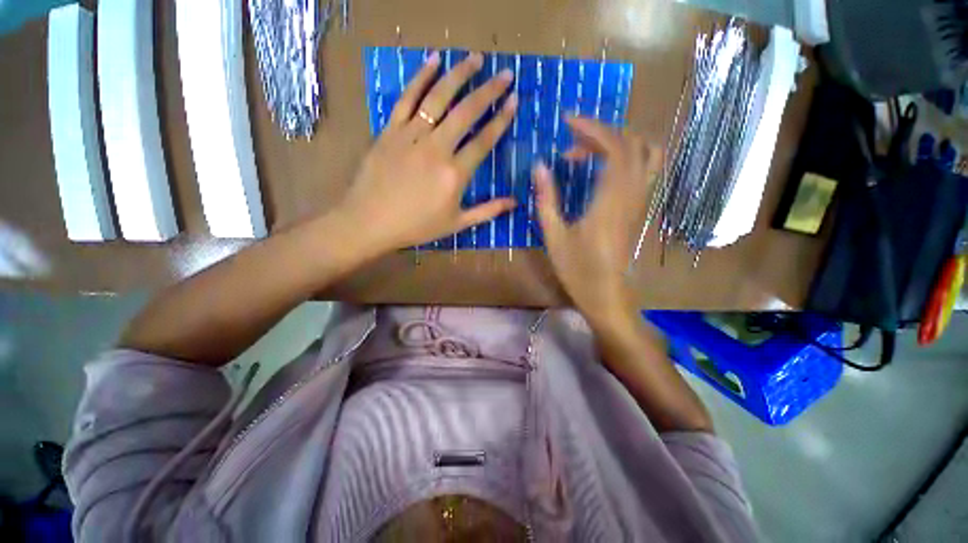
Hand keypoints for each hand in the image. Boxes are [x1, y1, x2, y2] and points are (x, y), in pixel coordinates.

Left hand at [338, 51, 518, 253]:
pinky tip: (433, 61)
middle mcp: (436, 148)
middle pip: (466, 112)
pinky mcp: (391, 130)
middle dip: (489, 91)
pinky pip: (407, 98)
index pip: (483, 141)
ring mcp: (411, 136)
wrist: (370, 222)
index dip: (501, 119)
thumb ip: (487, 211)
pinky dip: (420, 78)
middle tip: (505, 74)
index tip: (514, 101)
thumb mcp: (456, 224)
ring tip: (476, 59)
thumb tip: (515, 203)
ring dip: (459, 75)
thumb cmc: (417, 226)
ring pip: (438, 98)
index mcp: (454, 174)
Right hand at [534, 117, 660, 320]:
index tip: (568, 122)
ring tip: (589, 151)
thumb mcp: (554, 235)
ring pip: (646, 154)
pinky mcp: (640, 209)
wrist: (607, 294)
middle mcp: (633, 194)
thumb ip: (546, 199)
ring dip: (618, 142)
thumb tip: (539, 167)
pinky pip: (644, 170)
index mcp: (611, 200)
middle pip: (632, 143)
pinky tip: (602, 169)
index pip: (614, 146)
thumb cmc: (577, 269)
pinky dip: (626, 156)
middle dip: (601, 133)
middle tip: (571, 145)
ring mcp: (641, 201)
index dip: (592, 127)